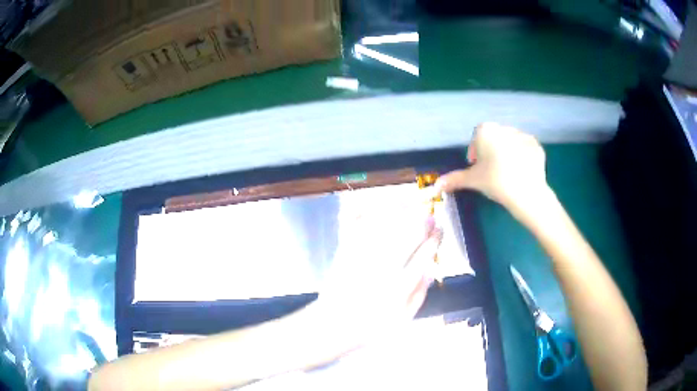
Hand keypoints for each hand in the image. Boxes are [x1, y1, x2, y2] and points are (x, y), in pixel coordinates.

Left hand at [310, 206, 441, 355]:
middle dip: (421, 221)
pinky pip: (359, 228)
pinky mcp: (345, 253)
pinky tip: (379, 208)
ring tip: (409, 204)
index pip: (424, 254)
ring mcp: (362, 258)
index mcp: (400, 286)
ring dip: (399, 212)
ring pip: (385, 227)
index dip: (435, 238)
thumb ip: (419, 295)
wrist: (332, 326)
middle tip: (428, 215)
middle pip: (408, 236)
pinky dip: (370, 214)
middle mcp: (383, 268)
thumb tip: (430, 270)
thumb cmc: (370, 328)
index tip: (439, 229)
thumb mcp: (402, 320)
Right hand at [435, 122, 548, 212]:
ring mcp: (523, 135)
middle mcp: (504, 127)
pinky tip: (522, 172)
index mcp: (486, 130)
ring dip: (507, 153)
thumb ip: (454, 179)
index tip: (478, 168)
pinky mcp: (537, 145)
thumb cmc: (495, 181)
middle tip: (492, 172)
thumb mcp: (472, 180)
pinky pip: (525, 149)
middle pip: (494, 139)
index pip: (477, 139)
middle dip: (491, 152)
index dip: (476, 154)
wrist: (526, 192)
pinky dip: (522, 157)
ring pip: (510, 143)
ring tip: (508, 173)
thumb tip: (436, 185)